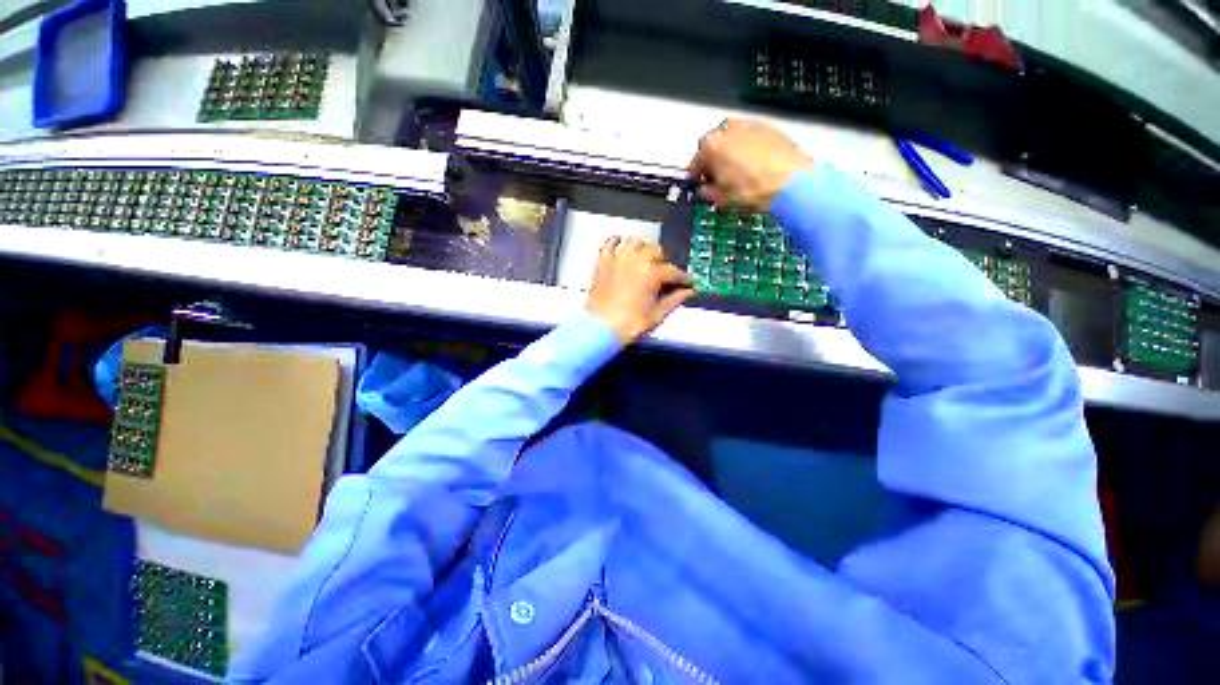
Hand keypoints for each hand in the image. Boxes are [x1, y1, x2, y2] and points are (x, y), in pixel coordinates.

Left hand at [587, 237, 694, 344]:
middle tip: (665, 274)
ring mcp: (617, 259)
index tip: (687, 283)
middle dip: (664, 261)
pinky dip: (618, 241)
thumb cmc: (628, 325)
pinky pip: (610, 243)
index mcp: (651, 273)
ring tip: (647, 258)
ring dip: (644, 248)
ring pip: (635, 241)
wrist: (599, 329)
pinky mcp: (603, 263)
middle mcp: (635, 260)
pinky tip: (623, 246)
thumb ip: (674, 300)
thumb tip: (687, 293)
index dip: (683, 278)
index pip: (673, 271)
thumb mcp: (656, 315)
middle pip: (656, 251)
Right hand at [688, 119, 814, 211]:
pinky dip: (749, 150)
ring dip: (732, 155)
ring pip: (732, 141)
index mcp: (710, 145)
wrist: (791, 182)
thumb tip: (705, 190)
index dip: (697, 177)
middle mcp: (727, 128)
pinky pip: (751, 139)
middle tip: (720, 181)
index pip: (694, 163)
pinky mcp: (769, 127)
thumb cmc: (753, 190)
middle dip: (714, 163)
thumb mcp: (721, 199)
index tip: (702, 186)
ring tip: (740, 175)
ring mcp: (750, 124)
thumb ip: (707, 192)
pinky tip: (756, 167)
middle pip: (713, 147)